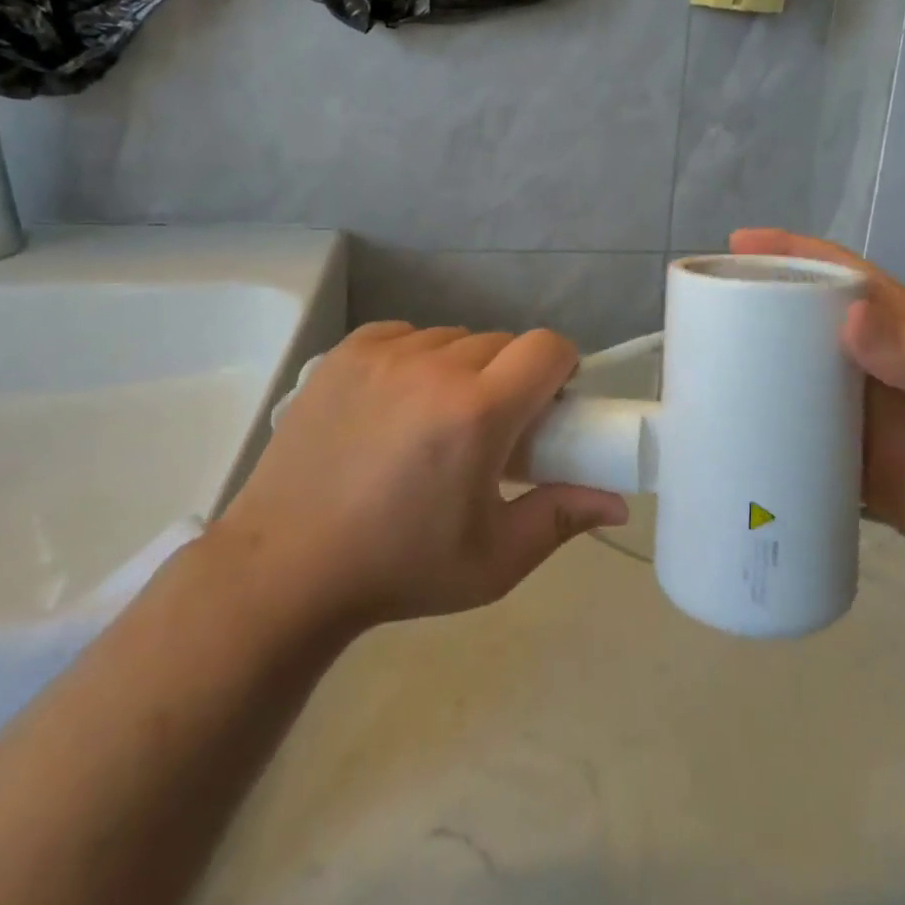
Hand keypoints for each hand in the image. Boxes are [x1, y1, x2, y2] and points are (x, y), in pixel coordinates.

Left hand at [211, 324, 627, 636]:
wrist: (284, 569)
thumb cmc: (399, 569)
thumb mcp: (493, 559)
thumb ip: (562, 517)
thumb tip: (620, 502)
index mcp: (477, 412)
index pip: (548, 347)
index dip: (560, 368)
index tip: (549, 404)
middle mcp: (434, 367)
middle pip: (502, 342)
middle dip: (511, 376)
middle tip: (493, 426)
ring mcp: (383, 354)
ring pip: (454, 338)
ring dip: (463, 367)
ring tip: (438, 419)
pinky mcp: (345, 352)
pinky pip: (407, 334)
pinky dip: (417, 358)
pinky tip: (398, 403)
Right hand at [730, 230, 904, 572]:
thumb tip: (851, 318)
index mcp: (889, 322)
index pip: (831, 270)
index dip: (785, 252)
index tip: (735, 246)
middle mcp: (859, 356)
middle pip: (794, 318)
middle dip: (748, 307)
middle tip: (697, 312)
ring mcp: (844, 405)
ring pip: (784, 373)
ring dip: (745, 367)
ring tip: (694, 368)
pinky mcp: (836, 452)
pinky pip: (787, 430)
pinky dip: (756, 427)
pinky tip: (721, 432)